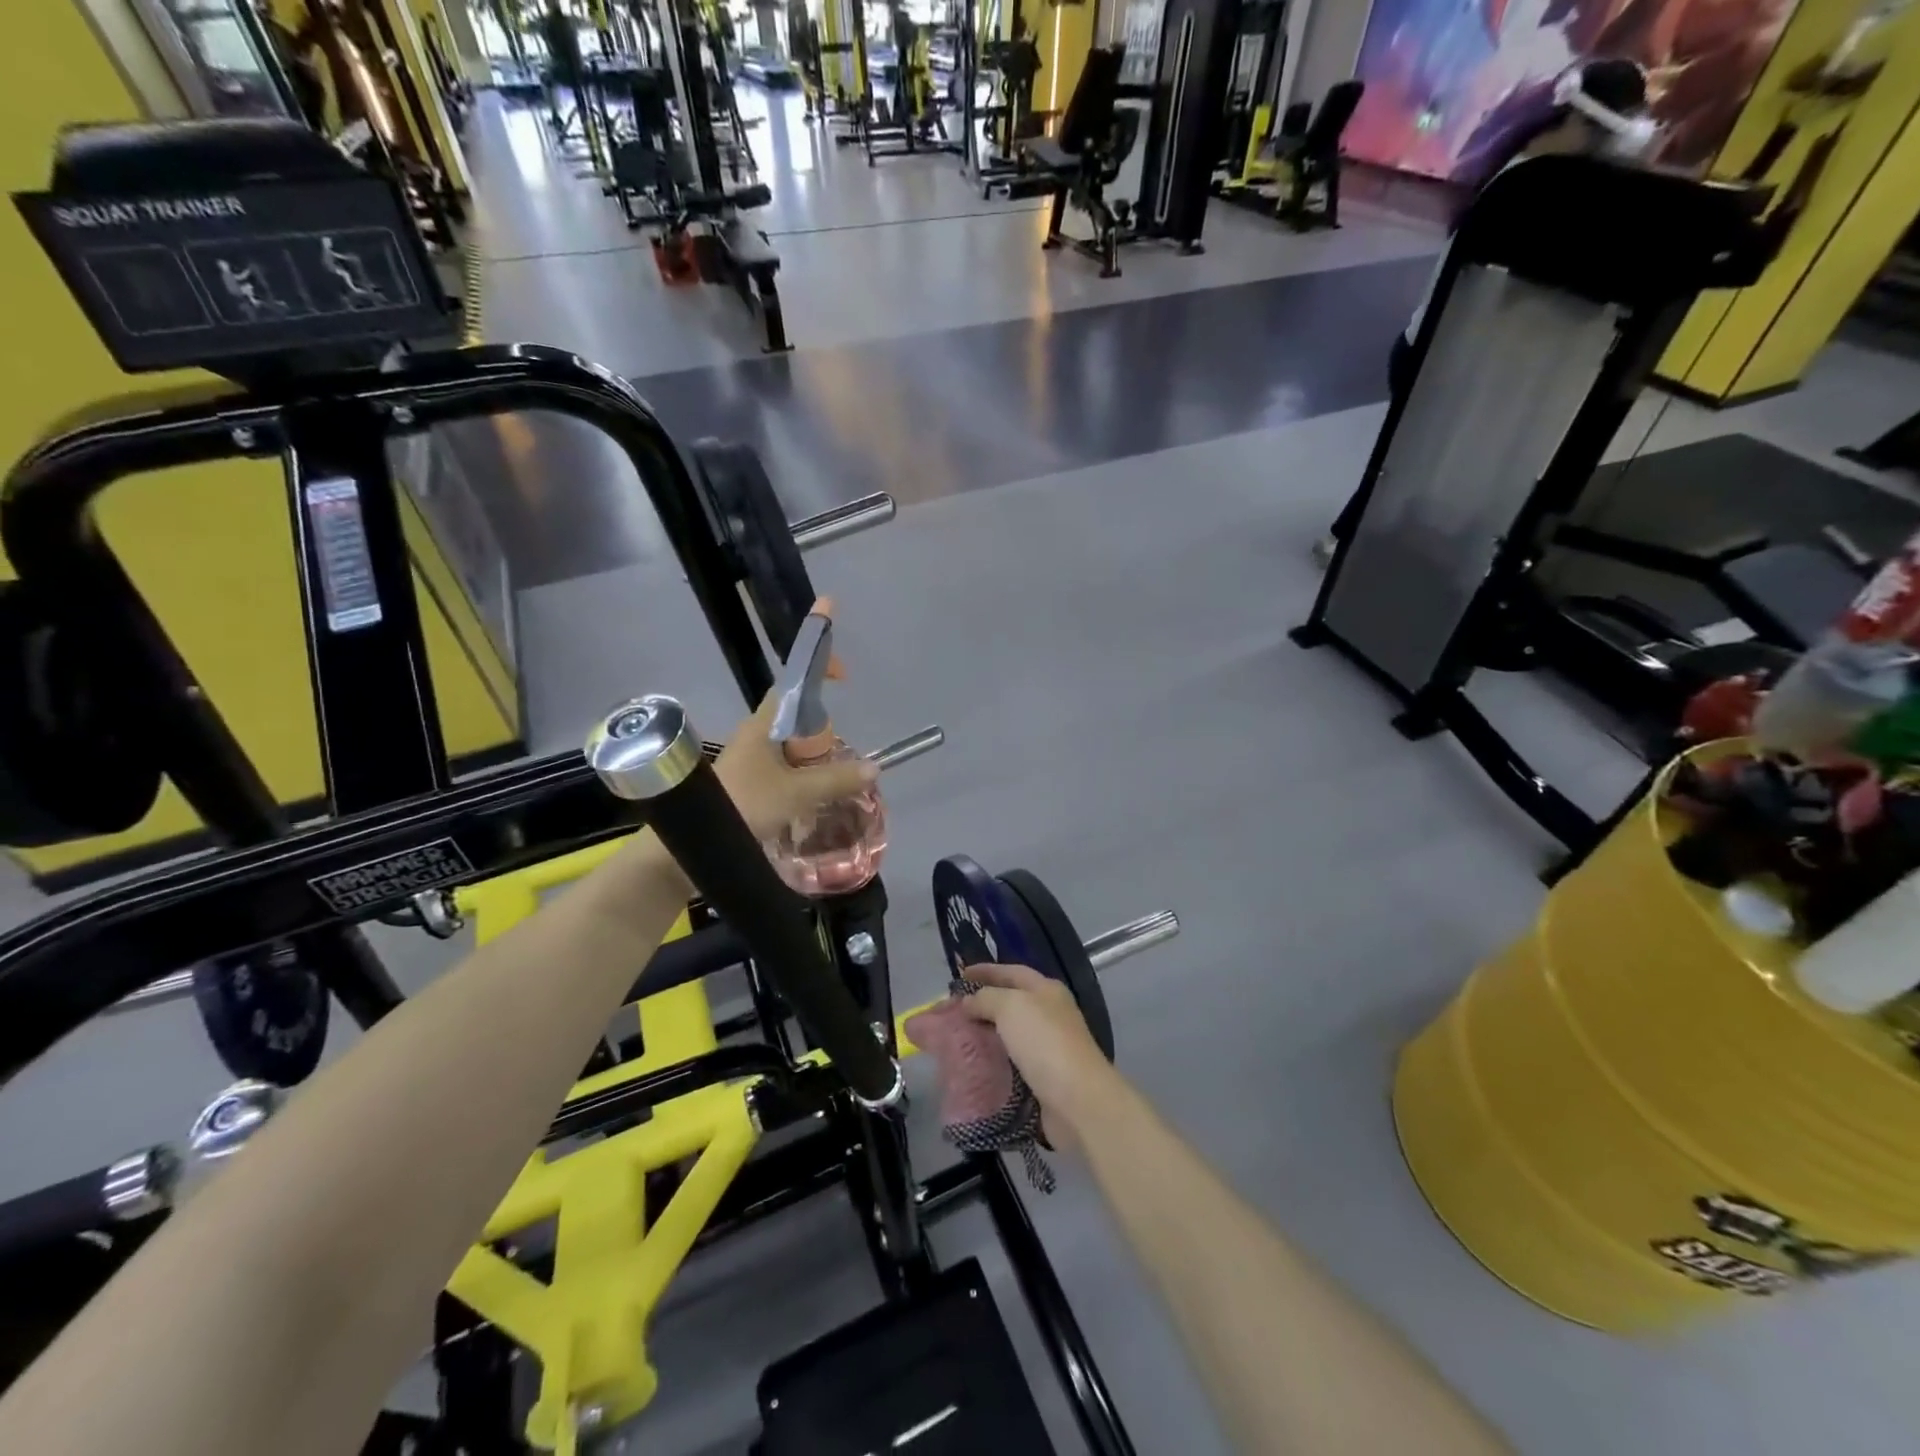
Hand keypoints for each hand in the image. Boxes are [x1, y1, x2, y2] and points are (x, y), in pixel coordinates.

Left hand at [712, 690, 877, 839]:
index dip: (816, 678)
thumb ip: (835, 780)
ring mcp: (749, 763)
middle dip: (822, 737)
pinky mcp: (746, 786)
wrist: (694, 841)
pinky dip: (800, 782)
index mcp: (762, 726)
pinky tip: (813, 803)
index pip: (791, 689)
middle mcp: (754, 738)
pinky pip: (782, 775)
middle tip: (842, 758)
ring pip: (790, 753)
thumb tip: (874, 768)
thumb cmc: (744, 804)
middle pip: (796, 725)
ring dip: (813, 765)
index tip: (844, 679)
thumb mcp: (796, 793)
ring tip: (835, 785)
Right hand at [961, 964, 1122, 1148]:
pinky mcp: (1043, 1078)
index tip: (959, 975)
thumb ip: (986, 998)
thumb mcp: (1011, 1007)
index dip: (986, 971)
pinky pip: (1011, 1063)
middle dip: (982, 1005)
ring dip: (985, 1036)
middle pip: (1010, 1003)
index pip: (1012, 972)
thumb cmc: (1044, 1043)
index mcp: (1047, 990)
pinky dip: (992, 1063)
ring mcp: (1048, 1048)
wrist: (1077, 1101)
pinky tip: (973, 1067)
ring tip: (956, 1040)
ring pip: (1009, 1035)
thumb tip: (969, 1002)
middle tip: (952, 1011)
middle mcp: (1050, 1015)